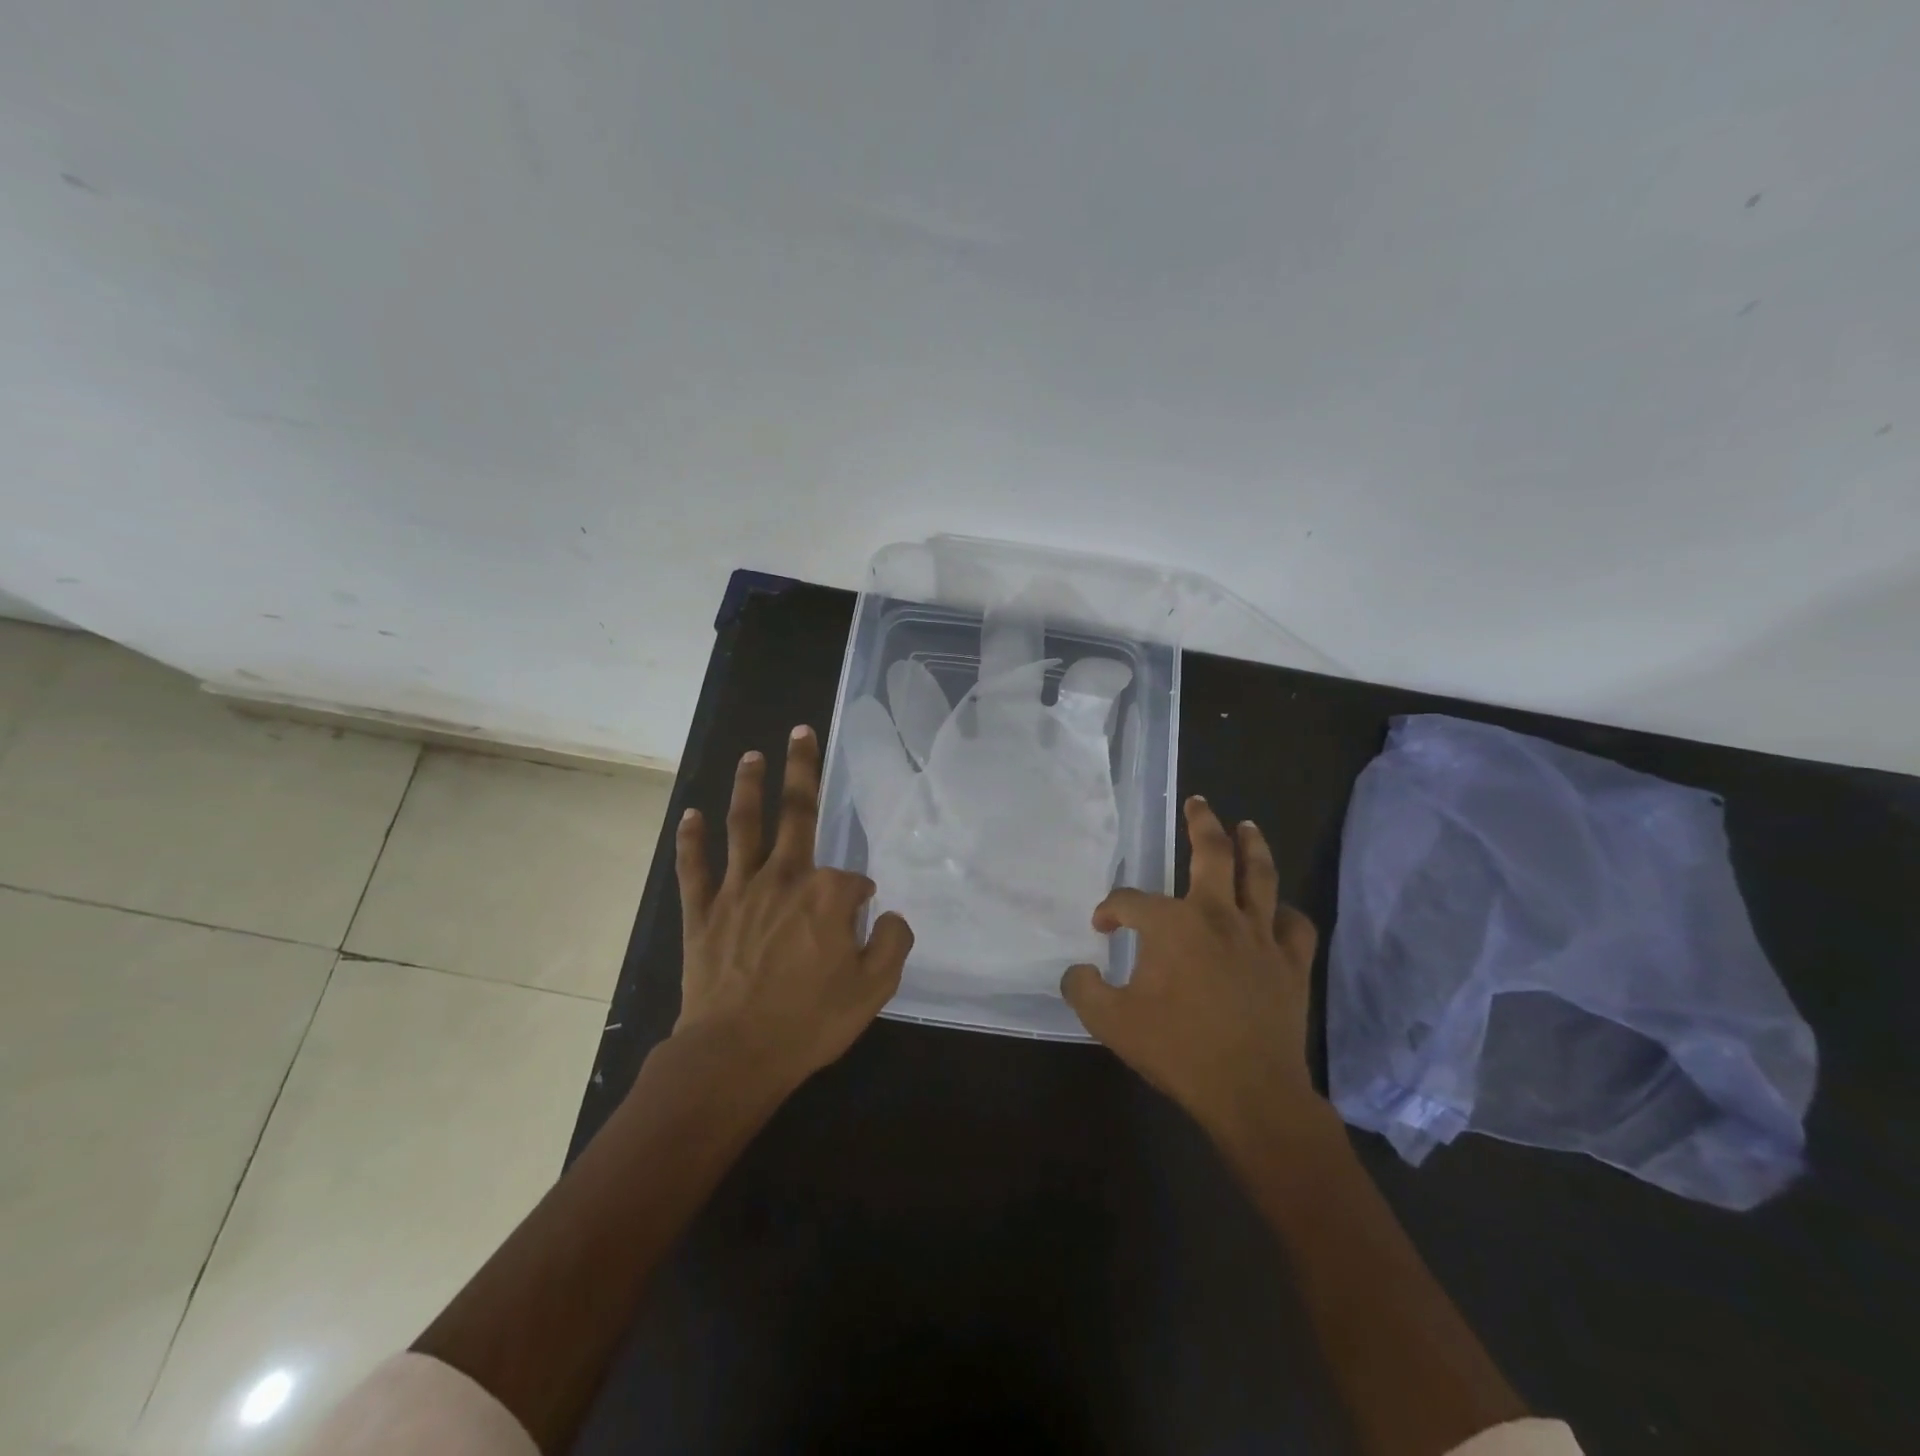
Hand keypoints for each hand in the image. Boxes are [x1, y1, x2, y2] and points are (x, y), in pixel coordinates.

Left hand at [673, 725, 913, 1088]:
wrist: (735, 1054)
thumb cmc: (809, 1021)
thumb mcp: (874, 989)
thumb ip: (892, 943)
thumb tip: (889, 915)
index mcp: (827, 895)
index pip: (853, 880)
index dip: (861, 899)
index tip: (860, 923)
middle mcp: (784, 877)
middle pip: (797, 813)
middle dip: (802, 770)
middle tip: (800, 732)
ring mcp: (738, 890)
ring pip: (744, 826)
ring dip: (748, 787)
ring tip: (752, 755)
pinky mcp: (702, 911)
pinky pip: (695, 867)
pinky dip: (692, 839)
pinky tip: (691, 814)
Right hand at [1061, 796, 1326, 1146]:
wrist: (1251, 1093)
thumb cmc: (1178, 1051)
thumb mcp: (1111, 1022)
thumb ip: (1083, 990)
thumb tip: (1077, 971)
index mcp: (1172, 925)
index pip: (1131, 902)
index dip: (1111, 910)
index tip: (1103, 926)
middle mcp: (1218, 916)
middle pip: (1212, 854)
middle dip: (1202, 824)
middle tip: (1197, 803)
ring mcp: (1261, 936)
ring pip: (1261, 876)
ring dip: (1252, 846)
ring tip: (1246, 826)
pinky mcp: (1291, 962)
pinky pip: (1294, 924)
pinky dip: (1285, 912)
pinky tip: (1277, 911)